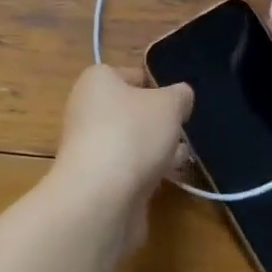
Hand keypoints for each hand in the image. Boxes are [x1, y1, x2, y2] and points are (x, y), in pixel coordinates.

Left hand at [45, 65, 192, 256]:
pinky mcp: (95, 179)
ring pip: (130, 141)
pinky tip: (169, 178)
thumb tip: (181, 96)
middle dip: (158, 121)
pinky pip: (127, 168)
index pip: (133, 75)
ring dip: (155, 148)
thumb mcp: (169, 105)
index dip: (159, 86)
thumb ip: (180, 96)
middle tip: (183, 130)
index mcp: (97, 81)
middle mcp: (87, 109)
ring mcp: (89, 146)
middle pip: (131, 110)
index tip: (179, 103)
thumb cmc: (133, 134)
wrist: (100, 197)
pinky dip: (146, 171)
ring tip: (184, 156)